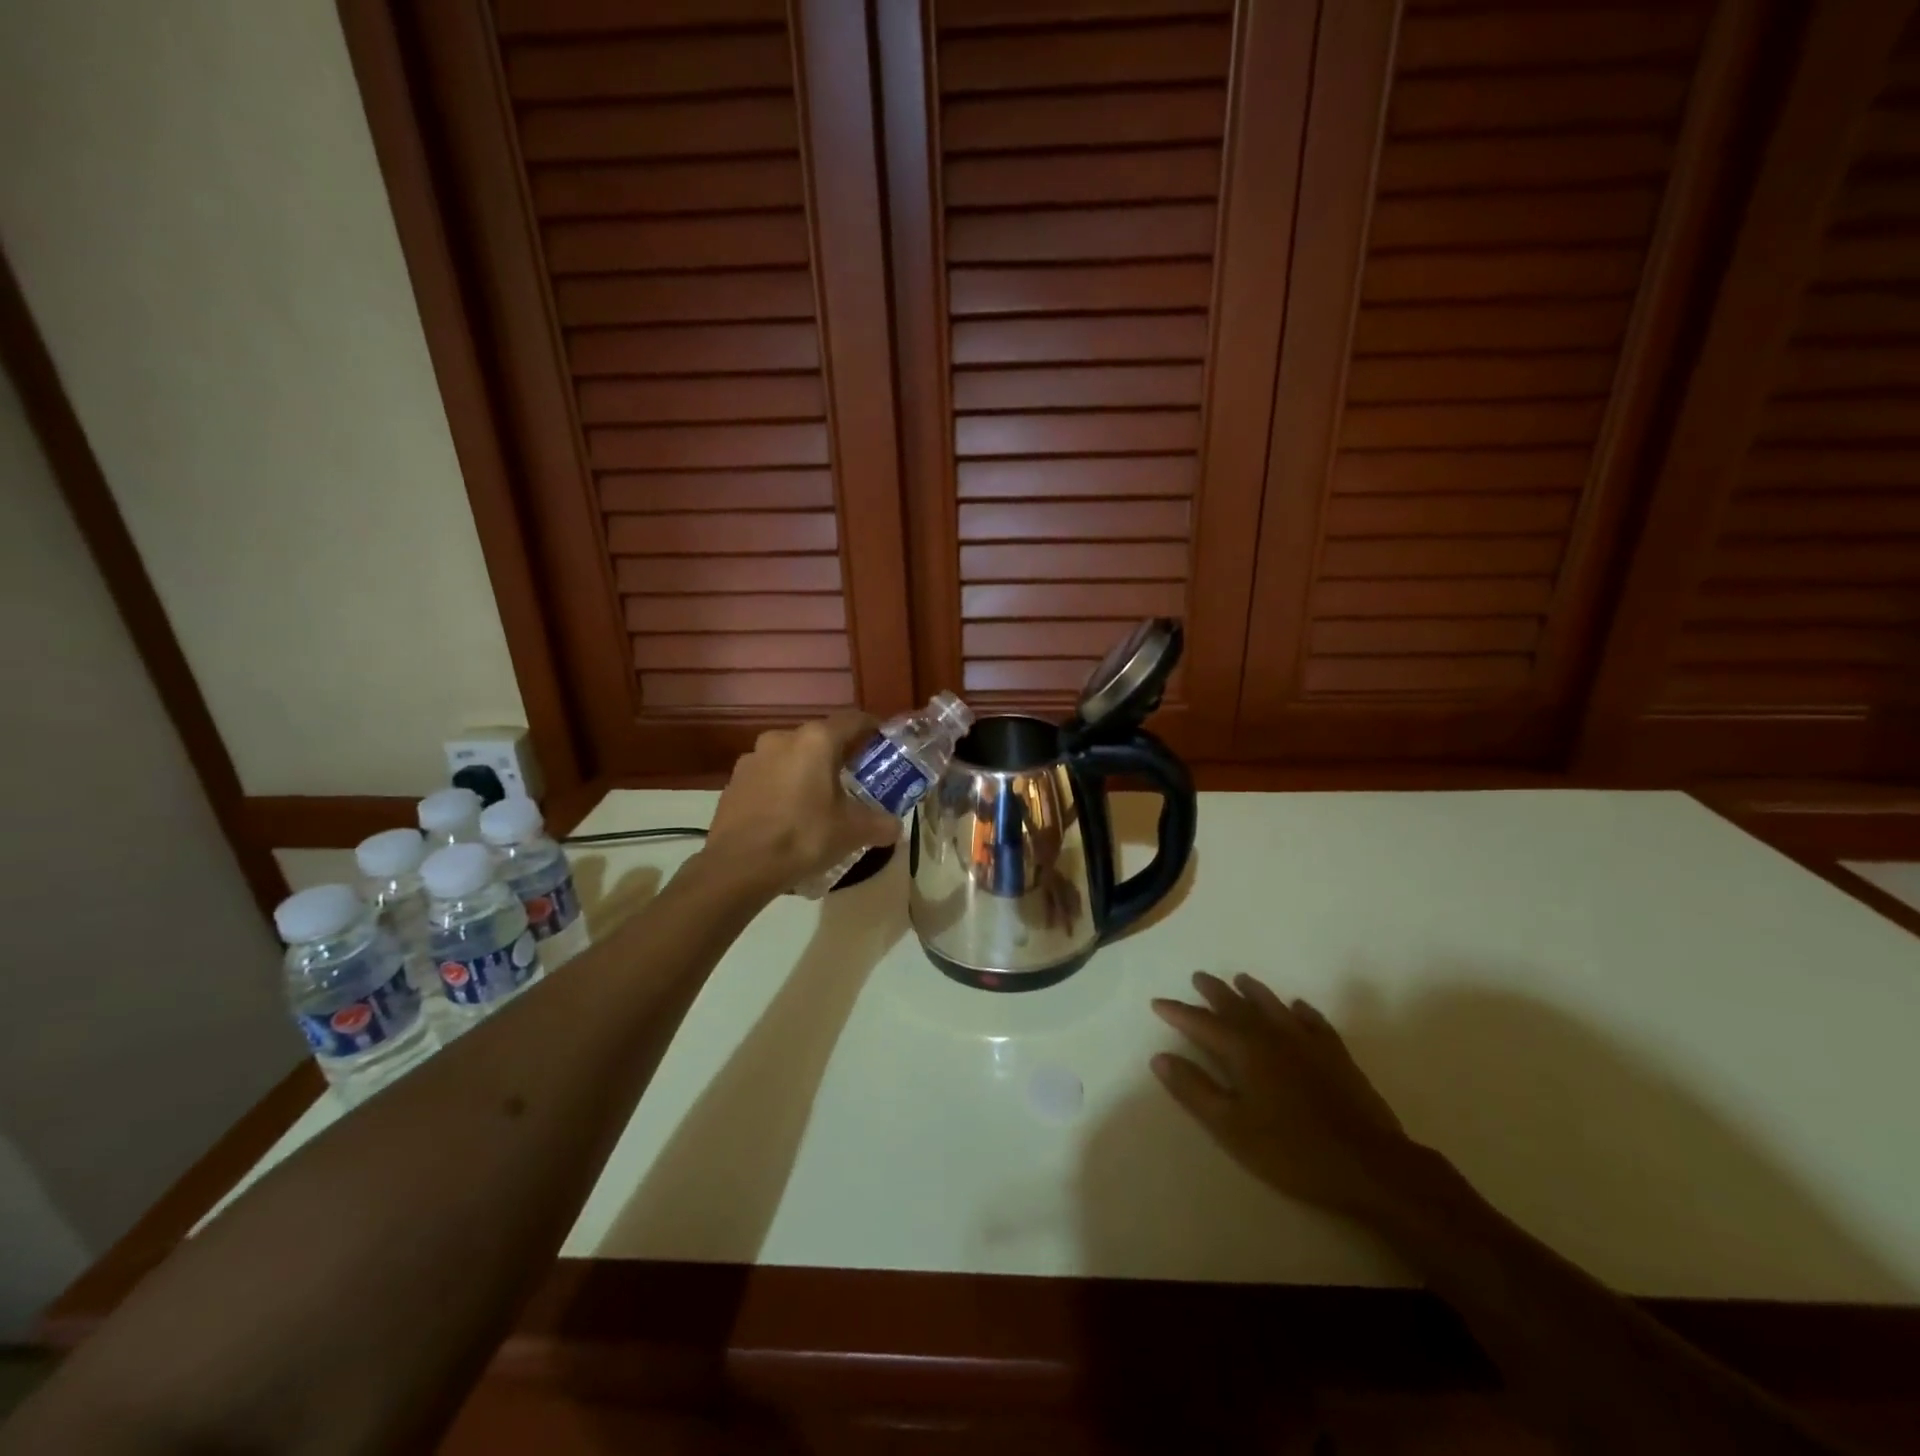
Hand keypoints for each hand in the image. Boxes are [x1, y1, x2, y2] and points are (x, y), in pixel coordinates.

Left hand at [705, 712, 900, 890]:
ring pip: (791, 757)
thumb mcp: (852, 832)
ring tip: (819, 799)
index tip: (884, 742)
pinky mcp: (734, 781)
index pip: (853, 720)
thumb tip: (896, 827)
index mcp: (816, 740)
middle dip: (838, 755)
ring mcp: (753, 758)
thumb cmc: (803, 836)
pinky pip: (768, 776)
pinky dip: (782, 787)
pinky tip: (788, 814)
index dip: (872, 728)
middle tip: (855, 778)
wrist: (739, 866)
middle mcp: (782, 738)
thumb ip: (880, 824)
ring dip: (807, 771)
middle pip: (820, 738)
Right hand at [1152, 972, 1416, 1219]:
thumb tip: (1160, 1058)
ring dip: (1253, 991)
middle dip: (1214, 991)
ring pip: (1273, 1005)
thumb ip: (1194, 1090)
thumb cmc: (1291, 1151)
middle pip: (1237, 1005)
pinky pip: (1313, 1021)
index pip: (1201, 1023)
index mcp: (1243, 1050)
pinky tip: (1297, 1007)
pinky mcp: (1336, 1055)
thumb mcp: (1231, 1128)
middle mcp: (1272, 1035)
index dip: (1178, 1012)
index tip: (1158, 1002)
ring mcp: (1307, 1042)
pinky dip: (1300, 1010)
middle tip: (1198, 977)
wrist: (1370, 1166)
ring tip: (1240, 979)